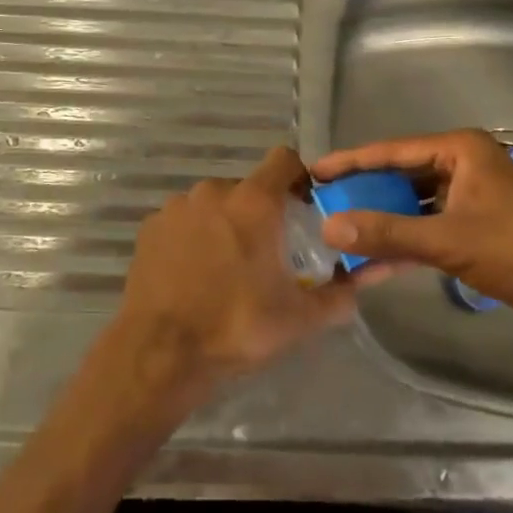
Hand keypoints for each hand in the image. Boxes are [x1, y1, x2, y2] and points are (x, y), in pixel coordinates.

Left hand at [113, 146, 378, 404]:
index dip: (298, 178)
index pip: (284, 160)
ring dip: (224, 225)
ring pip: (213, 205)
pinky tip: (192, 274)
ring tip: (225, 269)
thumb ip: (338, 295)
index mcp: (254, 202)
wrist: (160, 353)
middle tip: (266, 254)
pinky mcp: (150, 227)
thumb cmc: (236, 326)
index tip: (303, 209)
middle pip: (248, 189)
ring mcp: (177, 207)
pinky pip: (183, 222)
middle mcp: (214, 191)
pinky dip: (192, 238)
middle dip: (260, 214)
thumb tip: (361, 281)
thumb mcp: (298, 319)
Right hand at [311, 129, 512, 367]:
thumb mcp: (448, 240)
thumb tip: (328, 227)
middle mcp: (463, 164)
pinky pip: (429, 225)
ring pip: (413, 203)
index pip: (392, 150)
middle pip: (401, 174)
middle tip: (322, 202)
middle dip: (364, 192)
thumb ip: (387, 233)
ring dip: (383, 220)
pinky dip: (405, 240)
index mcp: (460, 150)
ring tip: (340, 229)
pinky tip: (373, 260)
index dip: (351, 162)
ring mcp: (470, 195)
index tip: (314, 171)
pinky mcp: (476, 225)